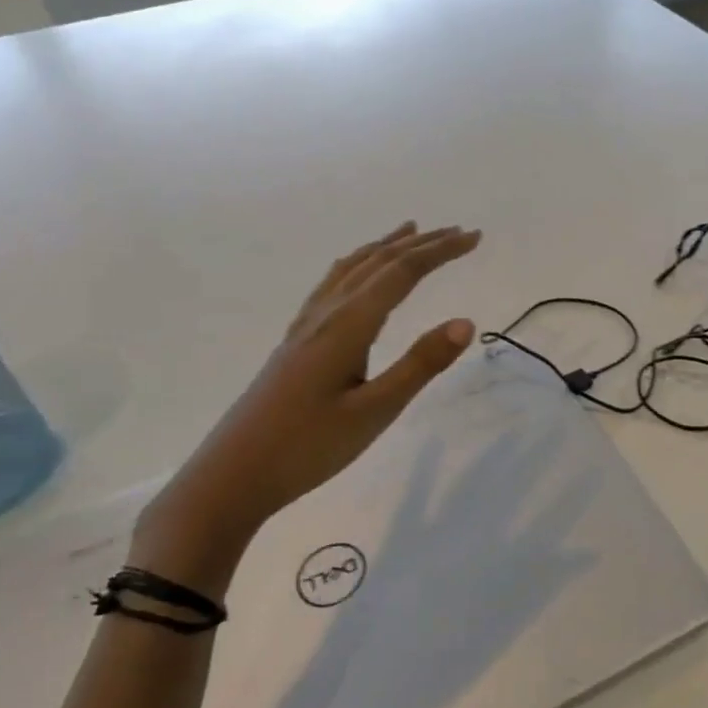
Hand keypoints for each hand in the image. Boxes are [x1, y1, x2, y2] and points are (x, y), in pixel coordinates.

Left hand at [131, 221, 482, 590]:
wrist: (232, 475)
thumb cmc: (308, 447)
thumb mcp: (374, 411)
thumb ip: (420, 365)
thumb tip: (465, 321)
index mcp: (348, 325)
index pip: (402, 273)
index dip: (440, 251)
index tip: (475, 237)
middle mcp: (326, 313)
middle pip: (378, 262)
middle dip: (422, 244)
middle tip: (459, 232)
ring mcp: (306, 325)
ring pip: (352, 268)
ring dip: (386, 247)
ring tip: (410, 231)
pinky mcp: (295, 341)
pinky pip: (332, 284)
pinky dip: (355, 264)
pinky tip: (353, 273)